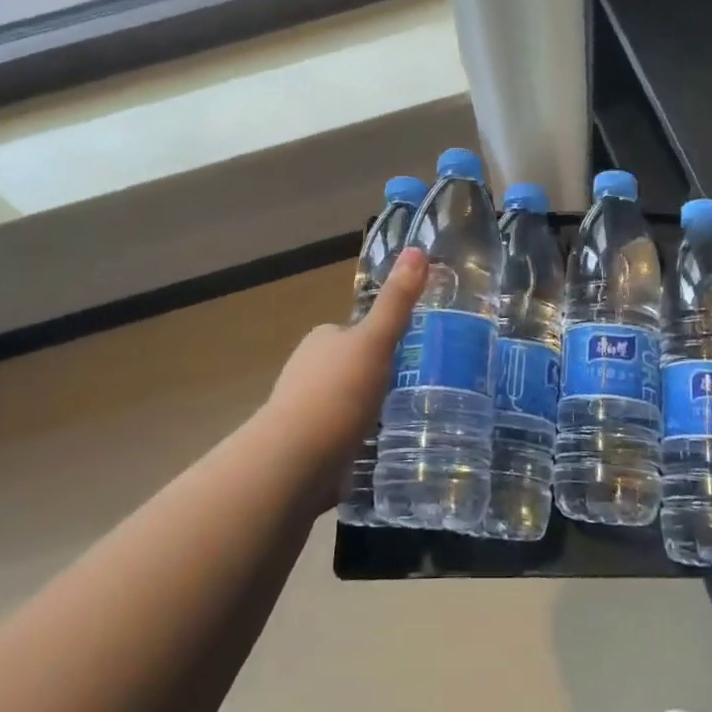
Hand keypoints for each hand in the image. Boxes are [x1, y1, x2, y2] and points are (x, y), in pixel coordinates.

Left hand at [260, 249, 426, 486]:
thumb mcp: (375, 341)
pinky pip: (336, 441)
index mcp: (320, 341)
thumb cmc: (337, 393)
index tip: (406, 357)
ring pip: (341, 407)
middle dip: (371, 380)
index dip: (377, 342)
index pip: (352, 333)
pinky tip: (373, 456)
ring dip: (362, 415)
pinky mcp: (302, 452)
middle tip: (410, 395)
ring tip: (398, 427)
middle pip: (347, 369)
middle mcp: (305, 372)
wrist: (294, 462)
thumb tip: (417, 249)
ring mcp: (301, 414)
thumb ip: (397, 302)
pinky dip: (352, 446)